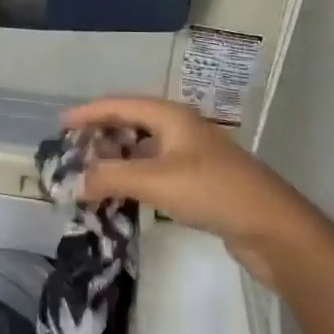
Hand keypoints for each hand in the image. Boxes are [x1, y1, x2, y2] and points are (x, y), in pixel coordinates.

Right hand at [61, 96, 326, 275]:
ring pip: (144, 148)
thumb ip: (110, 178)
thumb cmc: (213, 192)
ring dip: (116, 158)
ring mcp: (192, 155)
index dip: (88, 113)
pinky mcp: (199, 181)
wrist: (274, 228)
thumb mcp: (156, 181)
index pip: (119, 105)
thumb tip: (72, 182)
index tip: (59, 124)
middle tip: (72, 151)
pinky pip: (155, 170)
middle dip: (101, 134)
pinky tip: (122, 192)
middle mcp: (181, 128)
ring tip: (90, 172)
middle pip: (131, 123)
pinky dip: (134, 176)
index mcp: (171, 116)